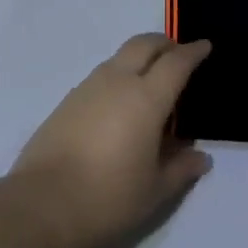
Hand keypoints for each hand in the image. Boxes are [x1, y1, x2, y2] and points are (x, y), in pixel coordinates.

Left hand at [13, 35, 213, 247]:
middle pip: (144, 44)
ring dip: (139, 58)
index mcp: (146, 98)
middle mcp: (117, 81)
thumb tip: (201, 157)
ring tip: (150, 83)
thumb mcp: (155, 190)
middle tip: (178, 54)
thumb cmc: (109, 197)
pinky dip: (118, 77)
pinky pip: (101, 76)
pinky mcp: (67, 101)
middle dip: (164, 44)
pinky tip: (120, 105)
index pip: (176, 63)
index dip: (193, 52)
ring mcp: (88, 88)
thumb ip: (181, 168)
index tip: (205, 46)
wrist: (43, 204)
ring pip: (120, 57)